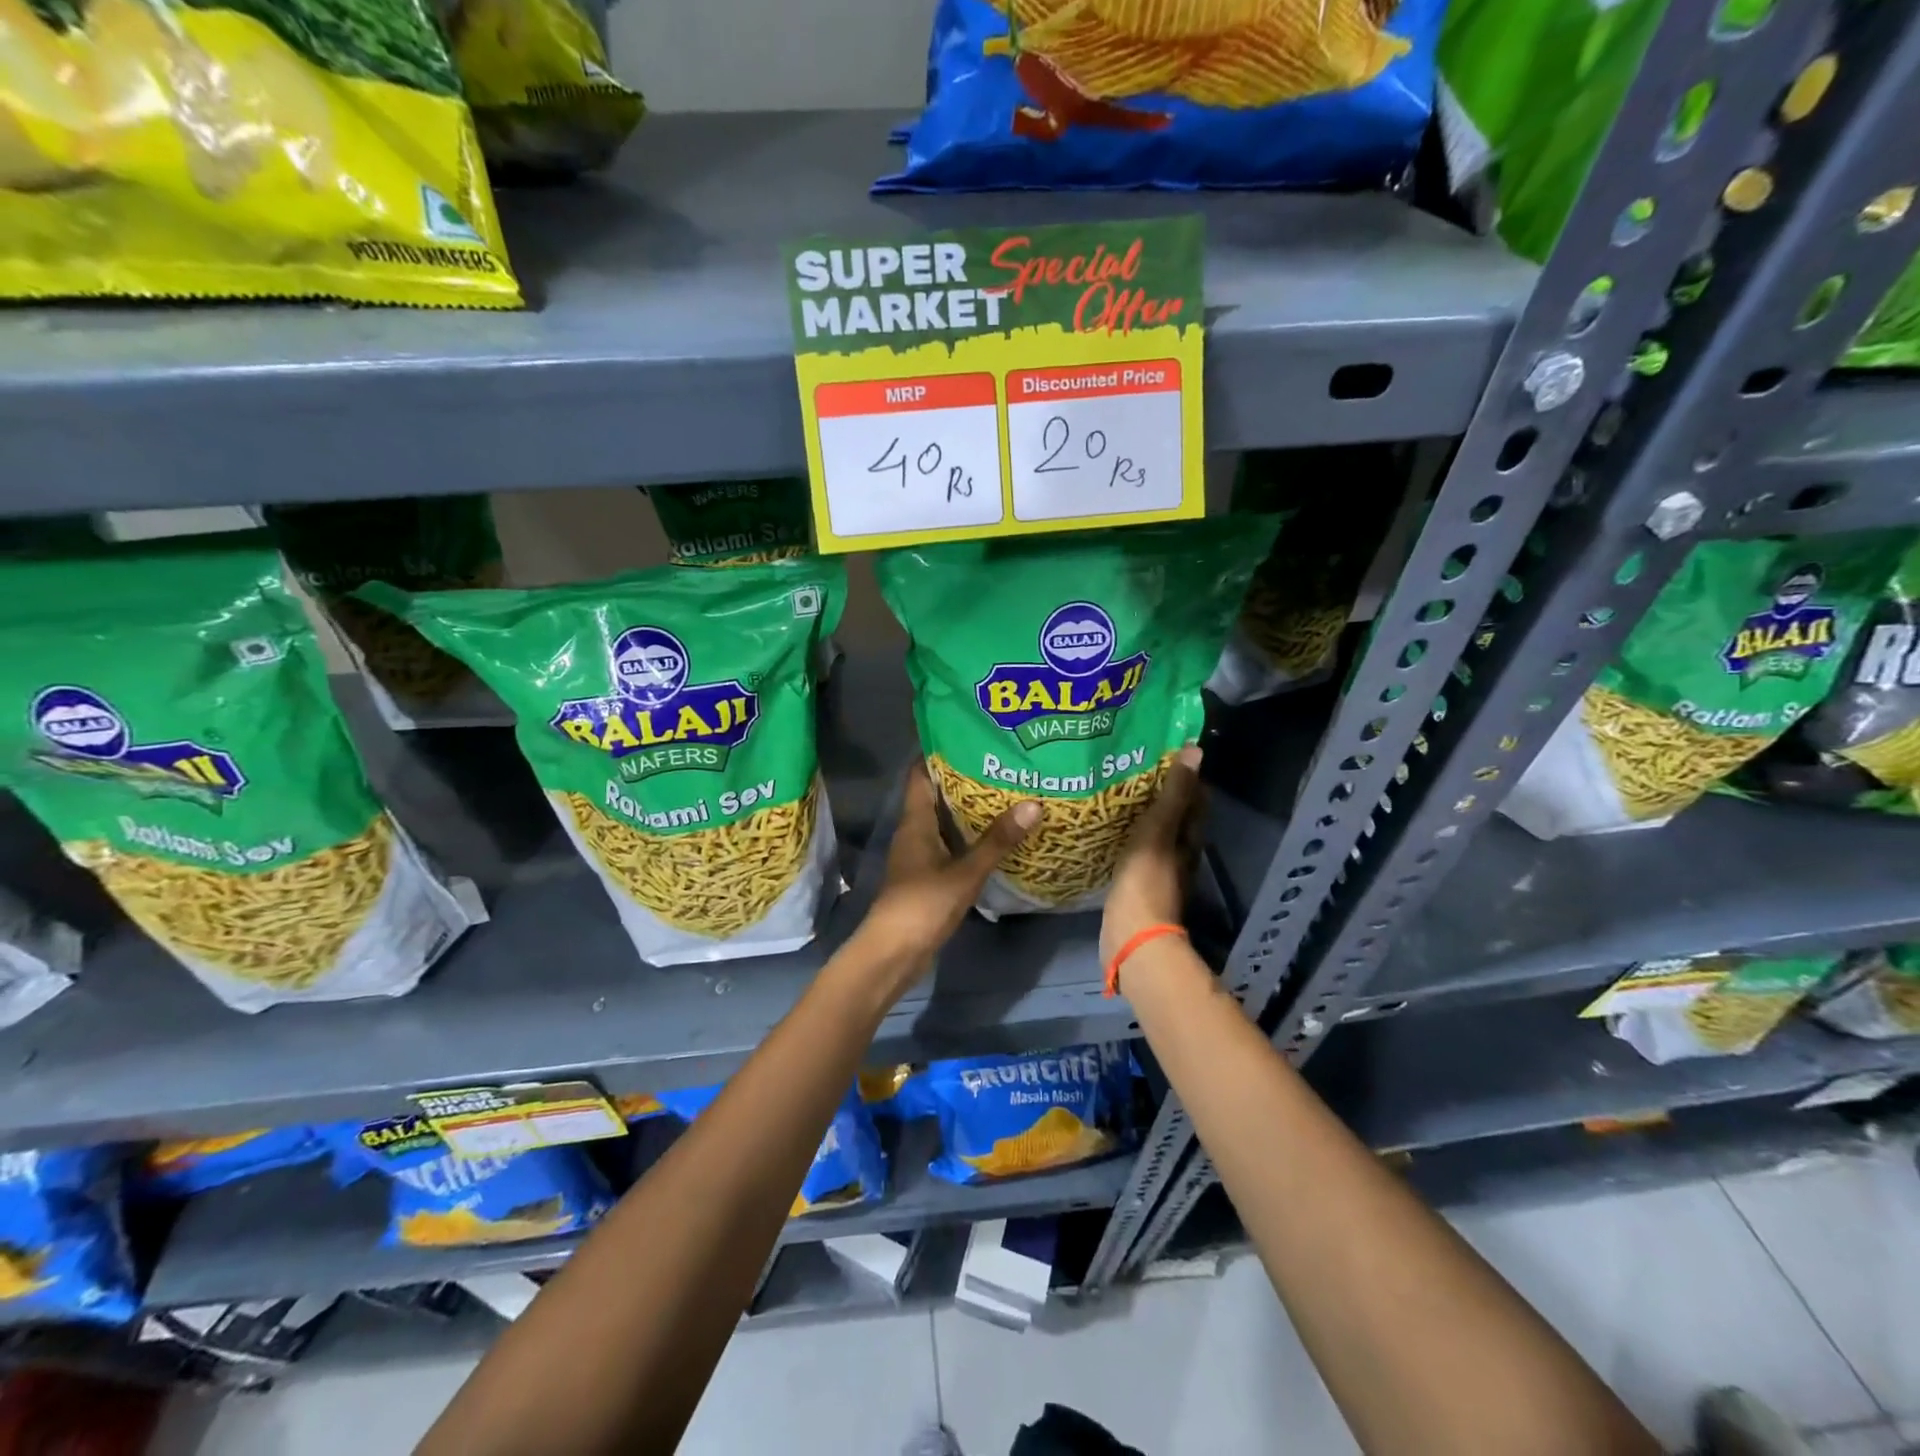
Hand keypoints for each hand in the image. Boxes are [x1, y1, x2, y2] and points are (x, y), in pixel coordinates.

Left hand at [849, 762, 1040, 998]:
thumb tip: (1033, 804)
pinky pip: (950, 846)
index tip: (969, 736)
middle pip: (936, 796)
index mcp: (915, 822)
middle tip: (1001, 763)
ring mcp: (919, 856)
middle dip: (964, 780)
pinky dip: (969, 838)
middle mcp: (914, 833)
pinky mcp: (927, 877)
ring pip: (944, 822)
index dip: (940, 753)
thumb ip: (997, 840)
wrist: (893, 954)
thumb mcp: (965, 872)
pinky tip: (995, 838)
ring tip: (1006, 794)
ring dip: (969, 811)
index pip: (921, 774)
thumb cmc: (922, 904)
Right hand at [1100, 743, 1203, 964]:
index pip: (1195, 798)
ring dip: (1142, 814)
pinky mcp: (1138, 884)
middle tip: (1132, 767)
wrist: (1131, 937)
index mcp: (1189, 838)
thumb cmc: (1146, 880)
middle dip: (1160, 792)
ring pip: (1155, 833)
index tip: (1162, 751)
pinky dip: (1127, 836)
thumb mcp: (1158, 830)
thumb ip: (1173, 793)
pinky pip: (1135, 850)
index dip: (1184, 774)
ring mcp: (1159, 871)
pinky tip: (1108, 829)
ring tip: (1116, 791)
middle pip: (1176, 815)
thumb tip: (1195, 750)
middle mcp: (1180, 853)